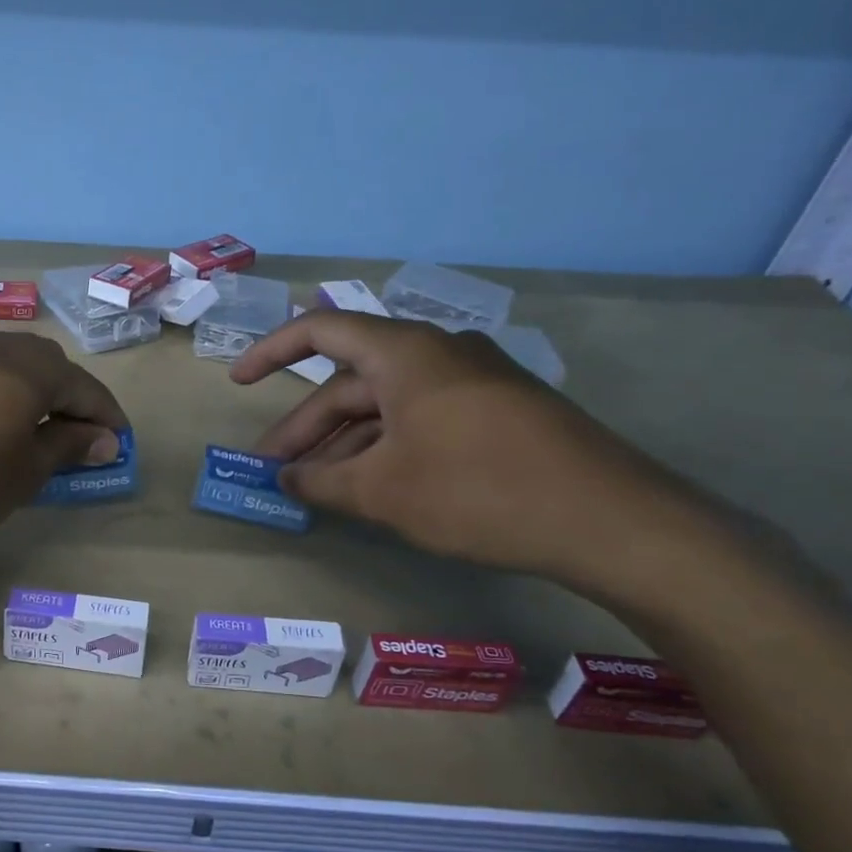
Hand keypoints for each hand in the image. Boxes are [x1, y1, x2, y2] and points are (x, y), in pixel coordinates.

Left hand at [0, 327, 128, 552]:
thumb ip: (66, 448)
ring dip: (25, 396)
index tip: (117, 444)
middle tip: (75, 439)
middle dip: (66, 401)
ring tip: (27, 433)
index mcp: (31, 367)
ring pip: (4, 368)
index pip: (84, 387)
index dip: (105, 417)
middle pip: (46, 368)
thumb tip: (101, 438)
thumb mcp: (22, 473)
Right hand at [231, 312, 716, 593]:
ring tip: (316, 487)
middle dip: (307, 426)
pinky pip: (422, 418)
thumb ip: (321, 481)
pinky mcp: (499, 412)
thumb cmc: (479, 492)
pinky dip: (387, 446)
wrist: (613, 522)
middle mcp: (438, 353)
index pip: (320, 330)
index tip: (238, 383)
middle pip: (352, 380)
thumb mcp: (384, 491)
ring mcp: (474, 382)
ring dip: (346, 442)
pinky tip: (372, 485)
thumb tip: (285, 479)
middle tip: (275, 470)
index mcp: (405, 353)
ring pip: (387, 404)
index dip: (271, 352)